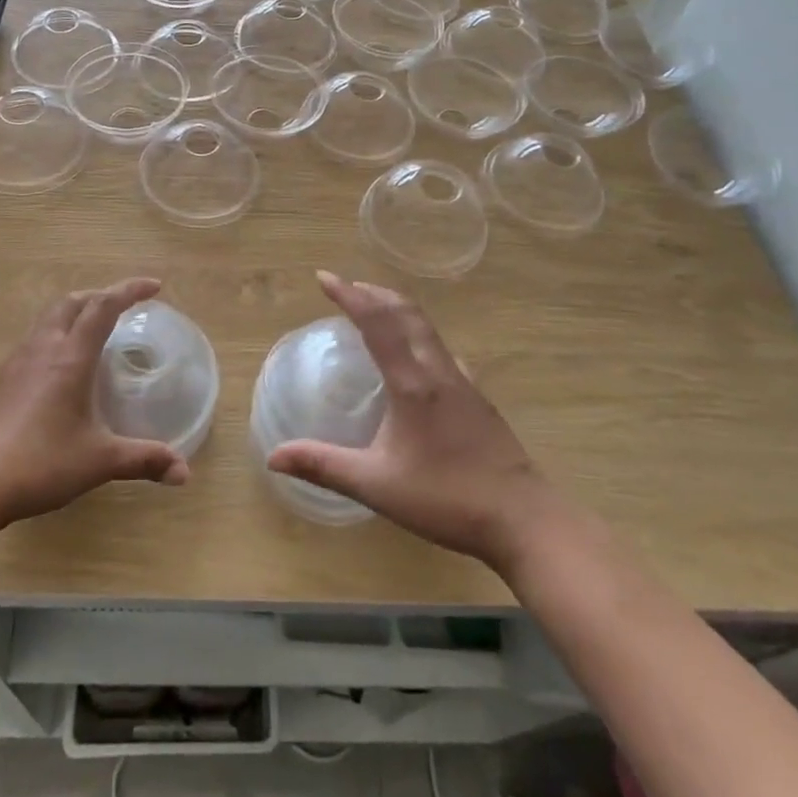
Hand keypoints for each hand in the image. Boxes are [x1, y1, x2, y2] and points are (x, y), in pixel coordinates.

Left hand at [0, 278, 190, 529]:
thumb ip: (143, 460)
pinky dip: (51, 341)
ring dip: (72, 315)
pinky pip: (28, 344)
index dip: (130, 290)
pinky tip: (54, 375)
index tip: (154, 286)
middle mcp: (41, 348)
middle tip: (122, 307)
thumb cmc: (38, 465)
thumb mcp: (98, 462)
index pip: (104, 307)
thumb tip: (184, 473)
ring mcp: (11, 362)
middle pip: (71, 302)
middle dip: (99, 296)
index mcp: (70, 357)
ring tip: (90, 336)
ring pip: (46, 320)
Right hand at [267, 272, 549, 571]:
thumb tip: (273, 456)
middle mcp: (437, 370)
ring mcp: (462, 381)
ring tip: (374, 309)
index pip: (377, 322)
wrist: (524, 519)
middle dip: (374, 292)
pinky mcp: (476, 397)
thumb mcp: (377, 485)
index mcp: (412, 382)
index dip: (349, 295)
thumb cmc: (447, 498)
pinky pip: (441, 349)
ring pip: (426, 327)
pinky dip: (418, 334)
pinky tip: (416, 356)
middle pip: (406, 313)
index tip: (324, 277)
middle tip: (346, 286)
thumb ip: (324, 466)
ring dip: (397, 308)